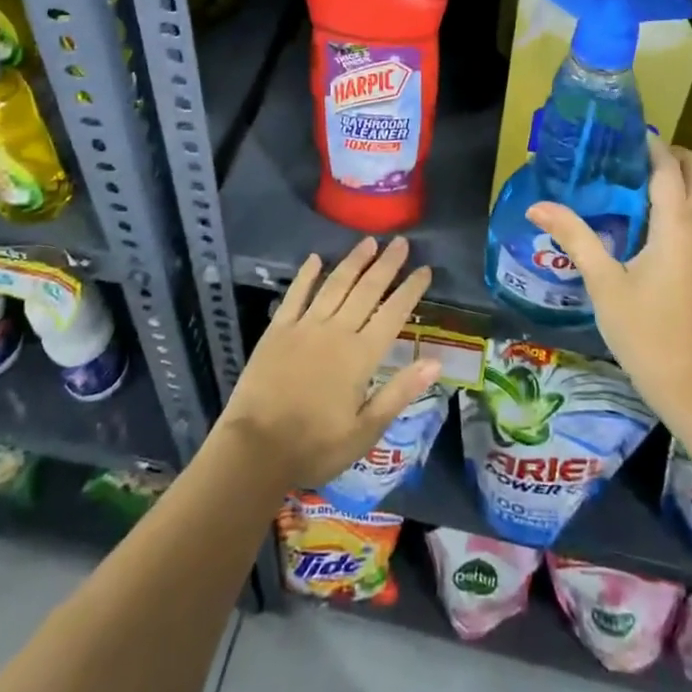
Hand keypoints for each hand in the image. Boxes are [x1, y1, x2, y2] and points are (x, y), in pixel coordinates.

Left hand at [218, 236, 440, 489]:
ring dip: (353, 261)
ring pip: (335, 284)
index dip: (410, 290)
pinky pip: (295, 294)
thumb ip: (400, 392)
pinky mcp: (278, 330)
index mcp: (361, 356)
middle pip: (367, 290)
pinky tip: (315, 258)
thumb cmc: (315, 446)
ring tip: (369, 241)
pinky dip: (306, 275)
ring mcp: (305, 326)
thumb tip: (435, 362)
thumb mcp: (365, 431)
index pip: (393, 313)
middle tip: (401, 242)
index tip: (425, 269)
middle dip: (387, 264)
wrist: (256, 449)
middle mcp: (336, 331)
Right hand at [527, 139, 691, 420]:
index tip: (620, 133)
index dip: (649, 144)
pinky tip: (641, 216)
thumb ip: (574, 236)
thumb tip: (537, 205)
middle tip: (629, 156)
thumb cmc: (644, 330)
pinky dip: (677, 199)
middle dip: (670, 153)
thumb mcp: (603, 281)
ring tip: (630, 179)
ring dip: (675, 176)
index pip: (668, 167)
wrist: (688, 382)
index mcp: (676, 225)